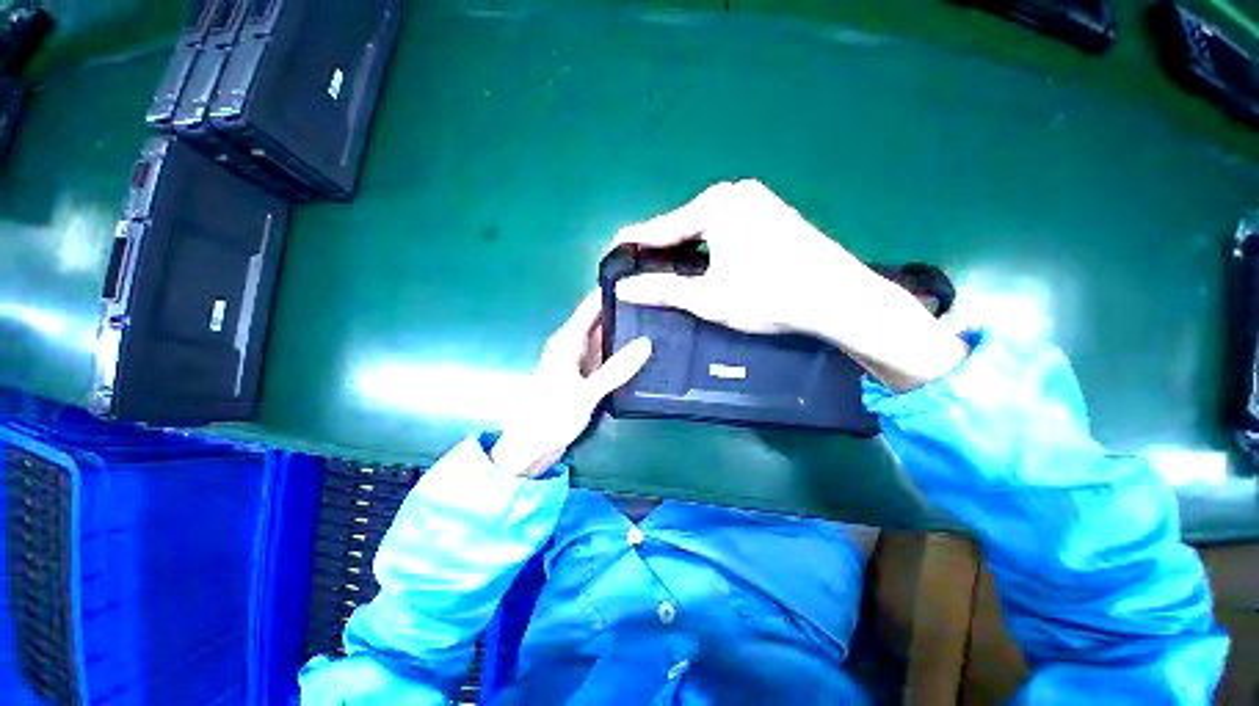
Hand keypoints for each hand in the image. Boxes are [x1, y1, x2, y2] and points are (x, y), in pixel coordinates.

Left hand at [492, 293, 651, 476]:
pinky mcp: (585, 376)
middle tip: (659, 305)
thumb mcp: (586, 393)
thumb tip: (646, 343)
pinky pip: (606, 357)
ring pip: (605, 338)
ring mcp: (580, 361)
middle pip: (601, 319)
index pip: (591, 305)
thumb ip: (616, 369)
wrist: (530, 447)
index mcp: (567, 340)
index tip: (640, 282)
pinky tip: (641, 354)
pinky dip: (621, 353)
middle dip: (625, 311)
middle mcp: (573, 345)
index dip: (612, 291)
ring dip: (625, 333)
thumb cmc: (550, 416)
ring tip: (657, 324)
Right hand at [612, 180, 966, 390]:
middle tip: (638, 272)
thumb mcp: (709, 297)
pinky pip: (724, 230)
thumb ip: (663, 290)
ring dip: (683, 251)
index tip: (611, 255)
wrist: (837, 298)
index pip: (661, 227)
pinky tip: (700, 266)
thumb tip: (623, 289)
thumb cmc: (769, 296)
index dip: (634, 244)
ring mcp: (756, 202)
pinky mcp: (770, 215)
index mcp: (716, 205)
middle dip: (660, 250)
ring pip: (703, 228)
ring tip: (664, 273)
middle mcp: (734, 193)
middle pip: (682, 225)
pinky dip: (707, 248)